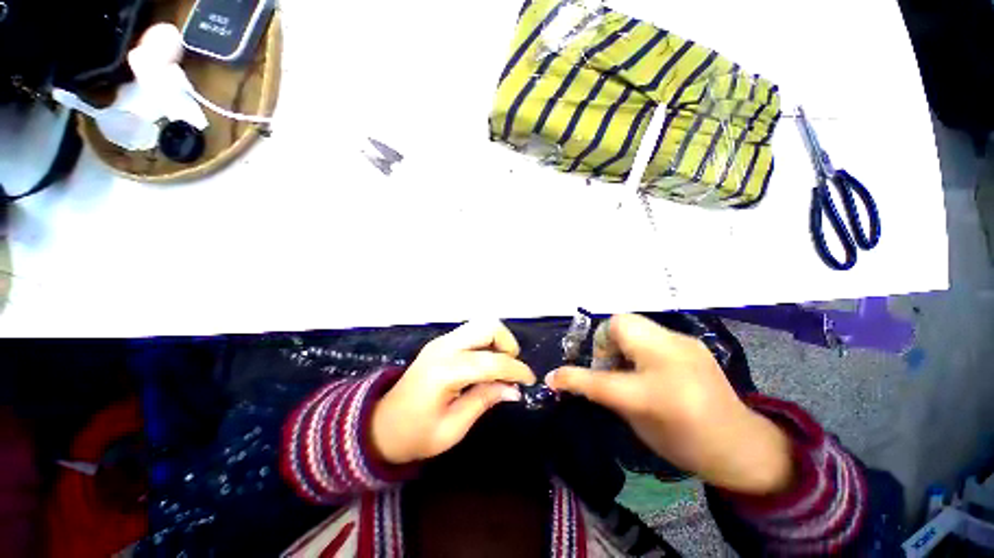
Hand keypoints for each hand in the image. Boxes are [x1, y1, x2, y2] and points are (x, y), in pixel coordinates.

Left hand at [370, 320, 535, 464]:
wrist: (381, 425)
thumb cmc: (415, 435)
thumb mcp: (453, 428)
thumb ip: (484, 401)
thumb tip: (515, 389)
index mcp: (445, 371)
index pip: (491, 362)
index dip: (516, 370)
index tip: (530, 381)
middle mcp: (444, 347)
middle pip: (487, 326)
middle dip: (507, 344)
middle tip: (511, 369)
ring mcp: (441, 341)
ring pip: (480, 324)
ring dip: (497, 341)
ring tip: (500, 367)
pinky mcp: (441, 342)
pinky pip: (472, 332)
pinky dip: (486, 343)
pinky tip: (485, 365)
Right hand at [547, 314, 794, 495]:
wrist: (741, 444)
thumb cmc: (686, 443)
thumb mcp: (638, 424)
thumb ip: (603, 394)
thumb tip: (570, 379)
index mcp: (657, 393)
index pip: (602, 378)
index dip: (573, 377)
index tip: (554, 377)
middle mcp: (671, 358)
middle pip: (619, 324)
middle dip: (603, 342)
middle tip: (608, 366)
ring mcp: (683, 344)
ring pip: (633, 323)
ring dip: (619, 341)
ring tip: (627, 365)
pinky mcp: (689, 341)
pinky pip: (649, 332)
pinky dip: (637, 344)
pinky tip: (647, 364)